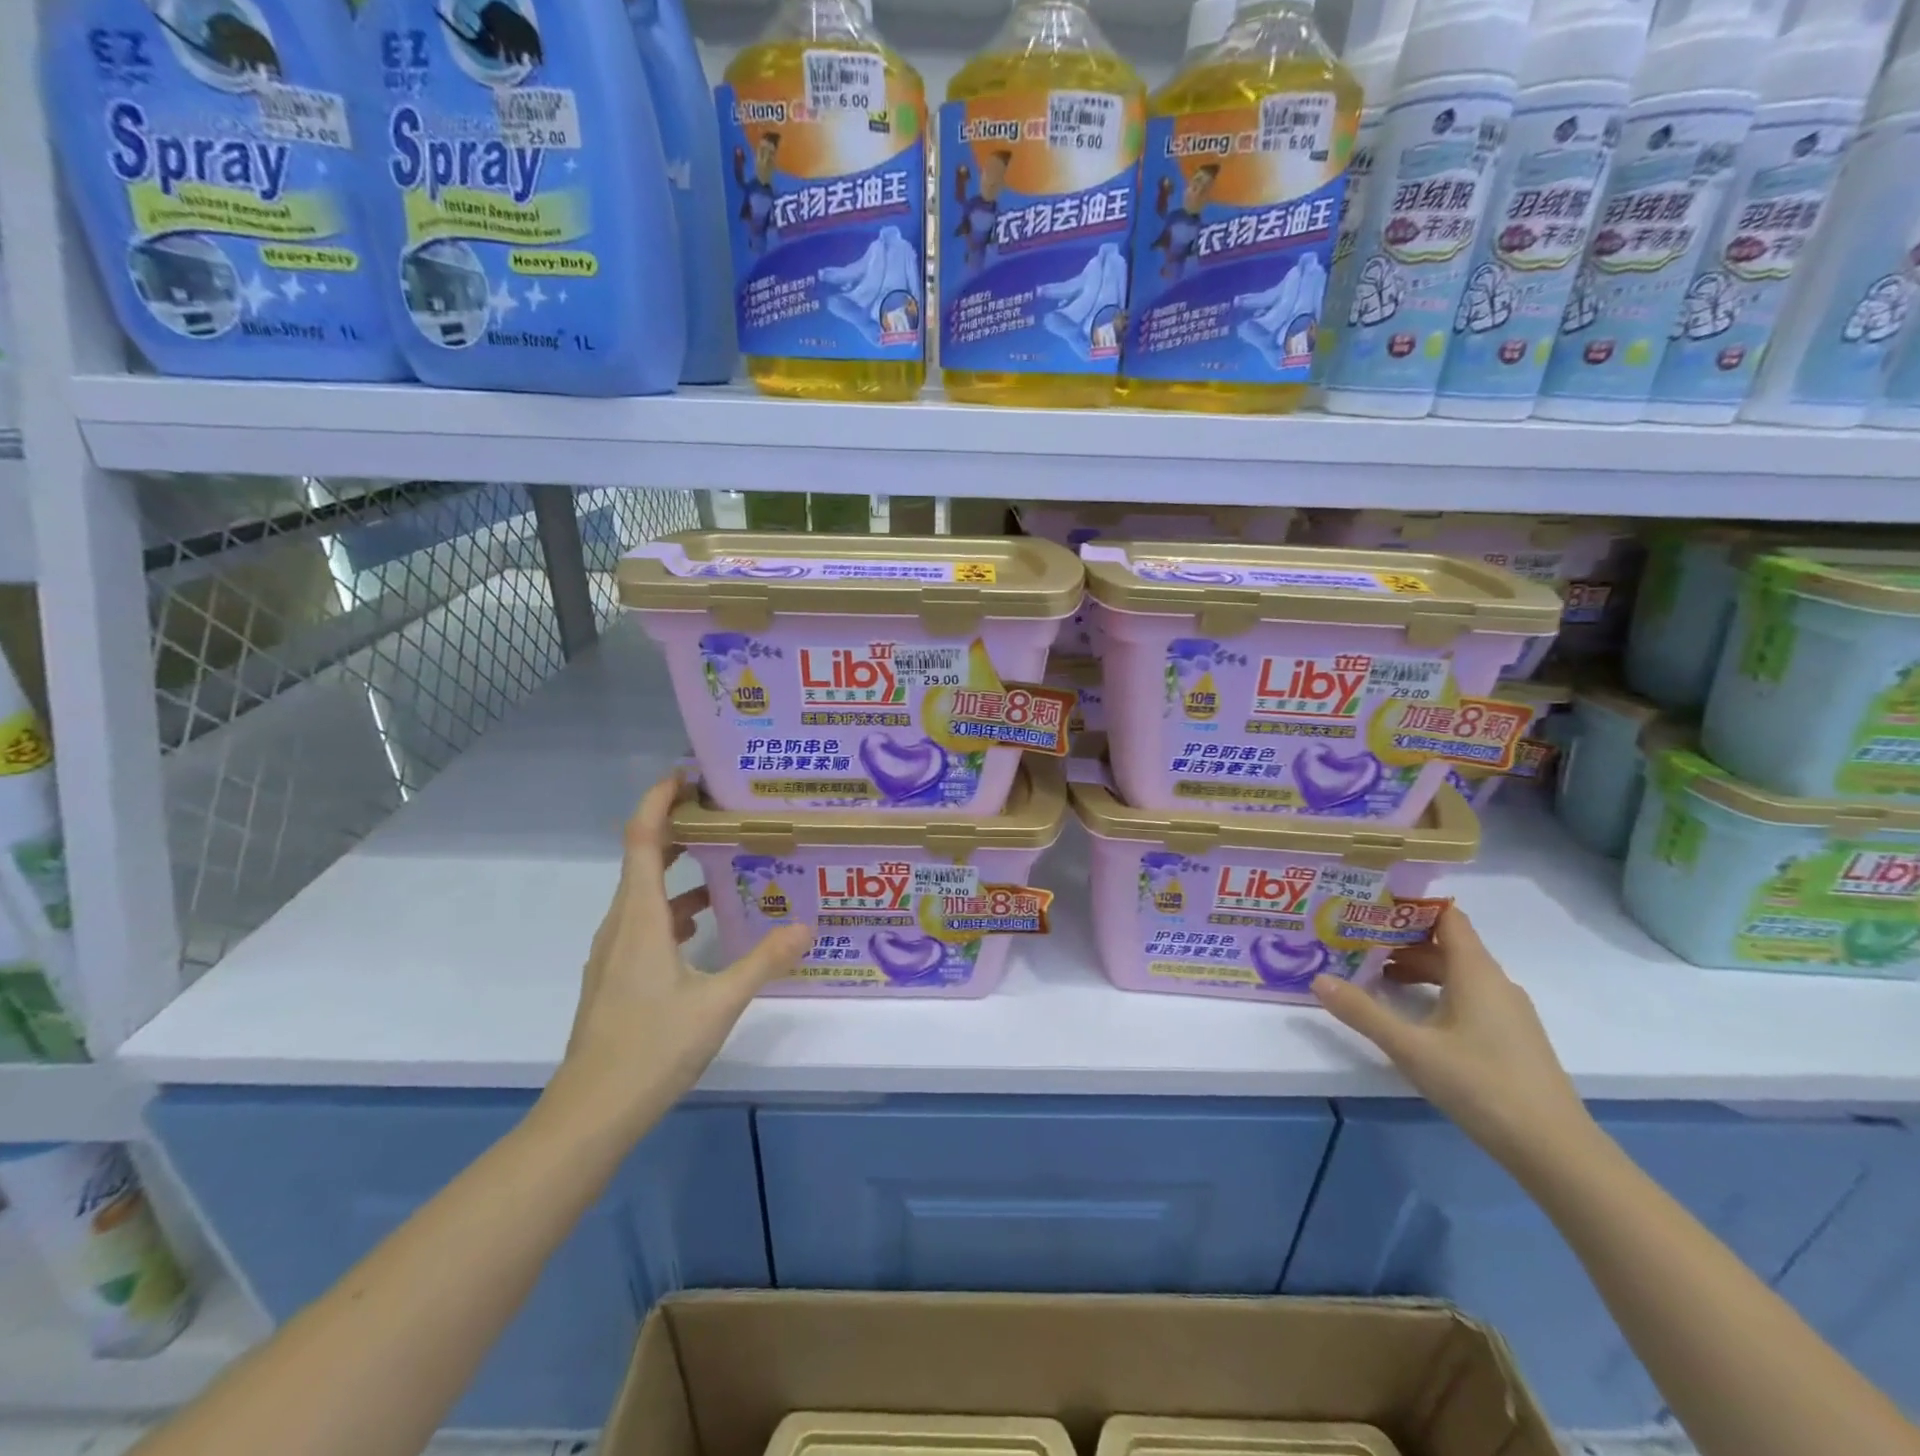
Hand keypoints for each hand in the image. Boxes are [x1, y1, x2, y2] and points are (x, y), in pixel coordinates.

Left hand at [557, 776, 811, 1125]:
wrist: (589, 1115)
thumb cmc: (651, 1049)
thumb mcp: (719, 1003)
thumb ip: (763, 961)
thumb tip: (805, 926)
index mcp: (639, 917)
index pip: (643, 837)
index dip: (660, 799)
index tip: (688, 773)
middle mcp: (620, 924)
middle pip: (644, 858)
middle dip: (679, 828)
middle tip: (724, 814)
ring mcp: (613, 952)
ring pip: (646, 894)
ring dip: (681, 872)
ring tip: (728, 867)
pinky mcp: (615, 977)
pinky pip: (646, 923)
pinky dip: (675, 909)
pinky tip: (706, 929)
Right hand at [1312, 909, 1595, 1174]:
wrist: (1555, 1151)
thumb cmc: (1481, 1085)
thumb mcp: (1410, 1048)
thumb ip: (1362, 1012)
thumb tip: (1318, 979)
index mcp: (1476, 972)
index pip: (1446, 917)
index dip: (1410, 906)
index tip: (1368, 904)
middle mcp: (1495, 982)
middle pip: (1446, 945)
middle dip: (1401, 940)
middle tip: (1356, 941)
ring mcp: (1508, 1011)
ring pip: (1456, 973)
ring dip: (1416, 969)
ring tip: (1374, 976)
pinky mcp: (1511, 1037)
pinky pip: (1468, 996)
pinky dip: (1435, 991)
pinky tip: (1411, 1014)